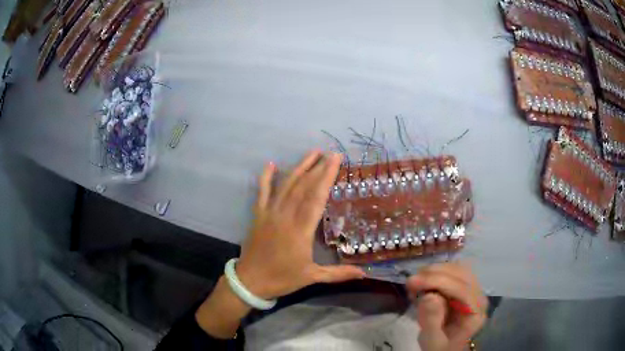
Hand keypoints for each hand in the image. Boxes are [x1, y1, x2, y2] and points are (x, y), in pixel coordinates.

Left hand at [235, 150, 365, 299]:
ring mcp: (270, 214)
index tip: (335, 160)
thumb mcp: (312, 277)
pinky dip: (266, 178)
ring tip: (312, 154)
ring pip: (286, 186)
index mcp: (301, 231)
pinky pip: (262, 193)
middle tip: (329, 153)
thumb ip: (339, 273)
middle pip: (303, 187)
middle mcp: (285, 217)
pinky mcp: (258, 215)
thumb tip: (364, 273)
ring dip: (299, 168)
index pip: (316, 198)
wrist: (250, 282)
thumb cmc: (282, 279)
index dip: (326, 177)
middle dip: (318, 168)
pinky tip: (271, 164)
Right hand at [407, 263, 486, 350]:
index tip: (412, 282)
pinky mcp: (465, 286)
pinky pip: (453, 272)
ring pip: (457, 268)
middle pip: (461, 274)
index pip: (461, 288)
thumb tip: (430, 295)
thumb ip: (432, 321)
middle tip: (410, 283)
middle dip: (434, 274)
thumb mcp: (432, 341)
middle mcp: (479, 296)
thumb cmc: (440, 347)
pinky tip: (424, 283)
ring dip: (435, 271)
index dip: (437, 281)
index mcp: (476, 312)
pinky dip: (437, 273)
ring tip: (415, 284)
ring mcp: (474, 289)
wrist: (445, 348)